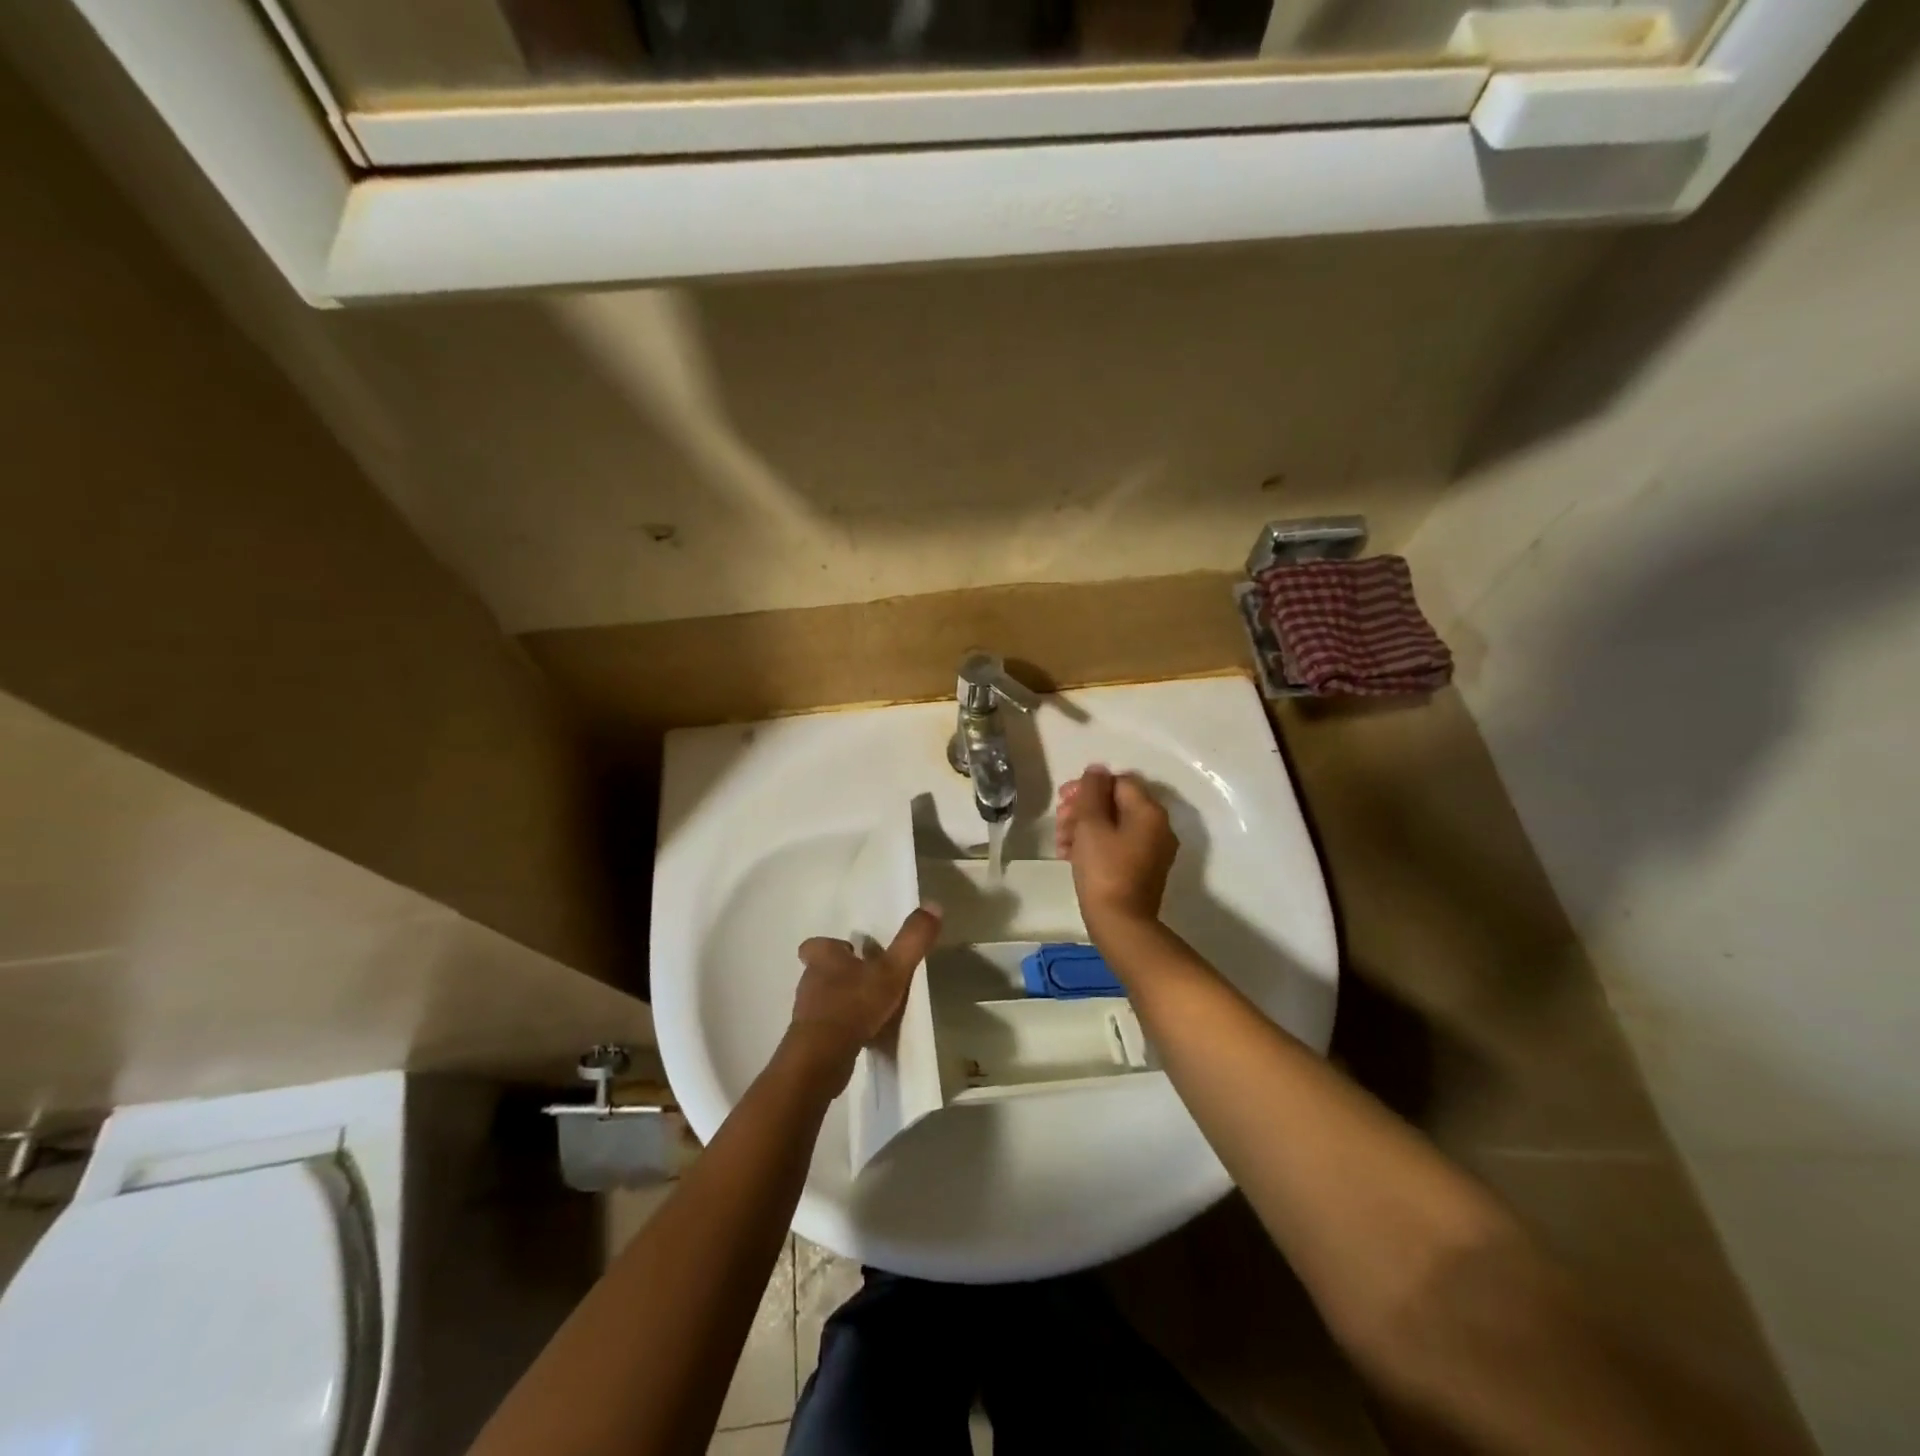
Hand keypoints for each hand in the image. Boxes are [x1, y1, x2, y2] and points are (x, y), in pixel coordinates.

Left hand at [786, 907, 942, 1092]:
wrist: (822, 1058)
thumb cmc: (854, 1005)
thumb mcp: (892, 970)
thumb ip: (912, 940)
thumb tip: (933, 904)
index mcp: (823, 958)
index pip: (817, 945)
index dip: (832, 947)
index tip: (852, 953)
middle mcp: (810, 981)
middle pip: (822, 971)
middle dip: (842, 975)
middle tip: (869, 981)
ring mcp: (807, 1013)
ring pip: (824, 1000)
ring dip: (843, 1002)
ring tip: (870, 1010)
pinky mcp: (810, 1041)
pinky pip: (827, 1029)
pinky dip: (842, 1029)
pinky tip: (862, 1036)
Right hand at [1056, 765, 1177, 933]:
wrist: (1120, 924)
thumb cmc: (1104, 869)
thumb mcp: (1091, 824)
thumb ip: (1091, 791)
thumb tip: (1096, 770)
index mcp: (1149, 812)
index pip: (1118, 781)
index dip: (1088, 786)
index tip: (1064, 800)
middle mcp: (1157, 827)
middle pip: (1116, 803)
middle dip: (1083, 808)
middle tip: (1059, 821)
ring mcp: (1152, 850)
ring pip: (1113, 825)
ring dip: (1083, 827)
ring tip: (1060, 843)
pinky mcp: (1142, 870)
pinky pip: (1117, 846)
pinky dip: (1094, 845)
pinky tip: (1069, 856)